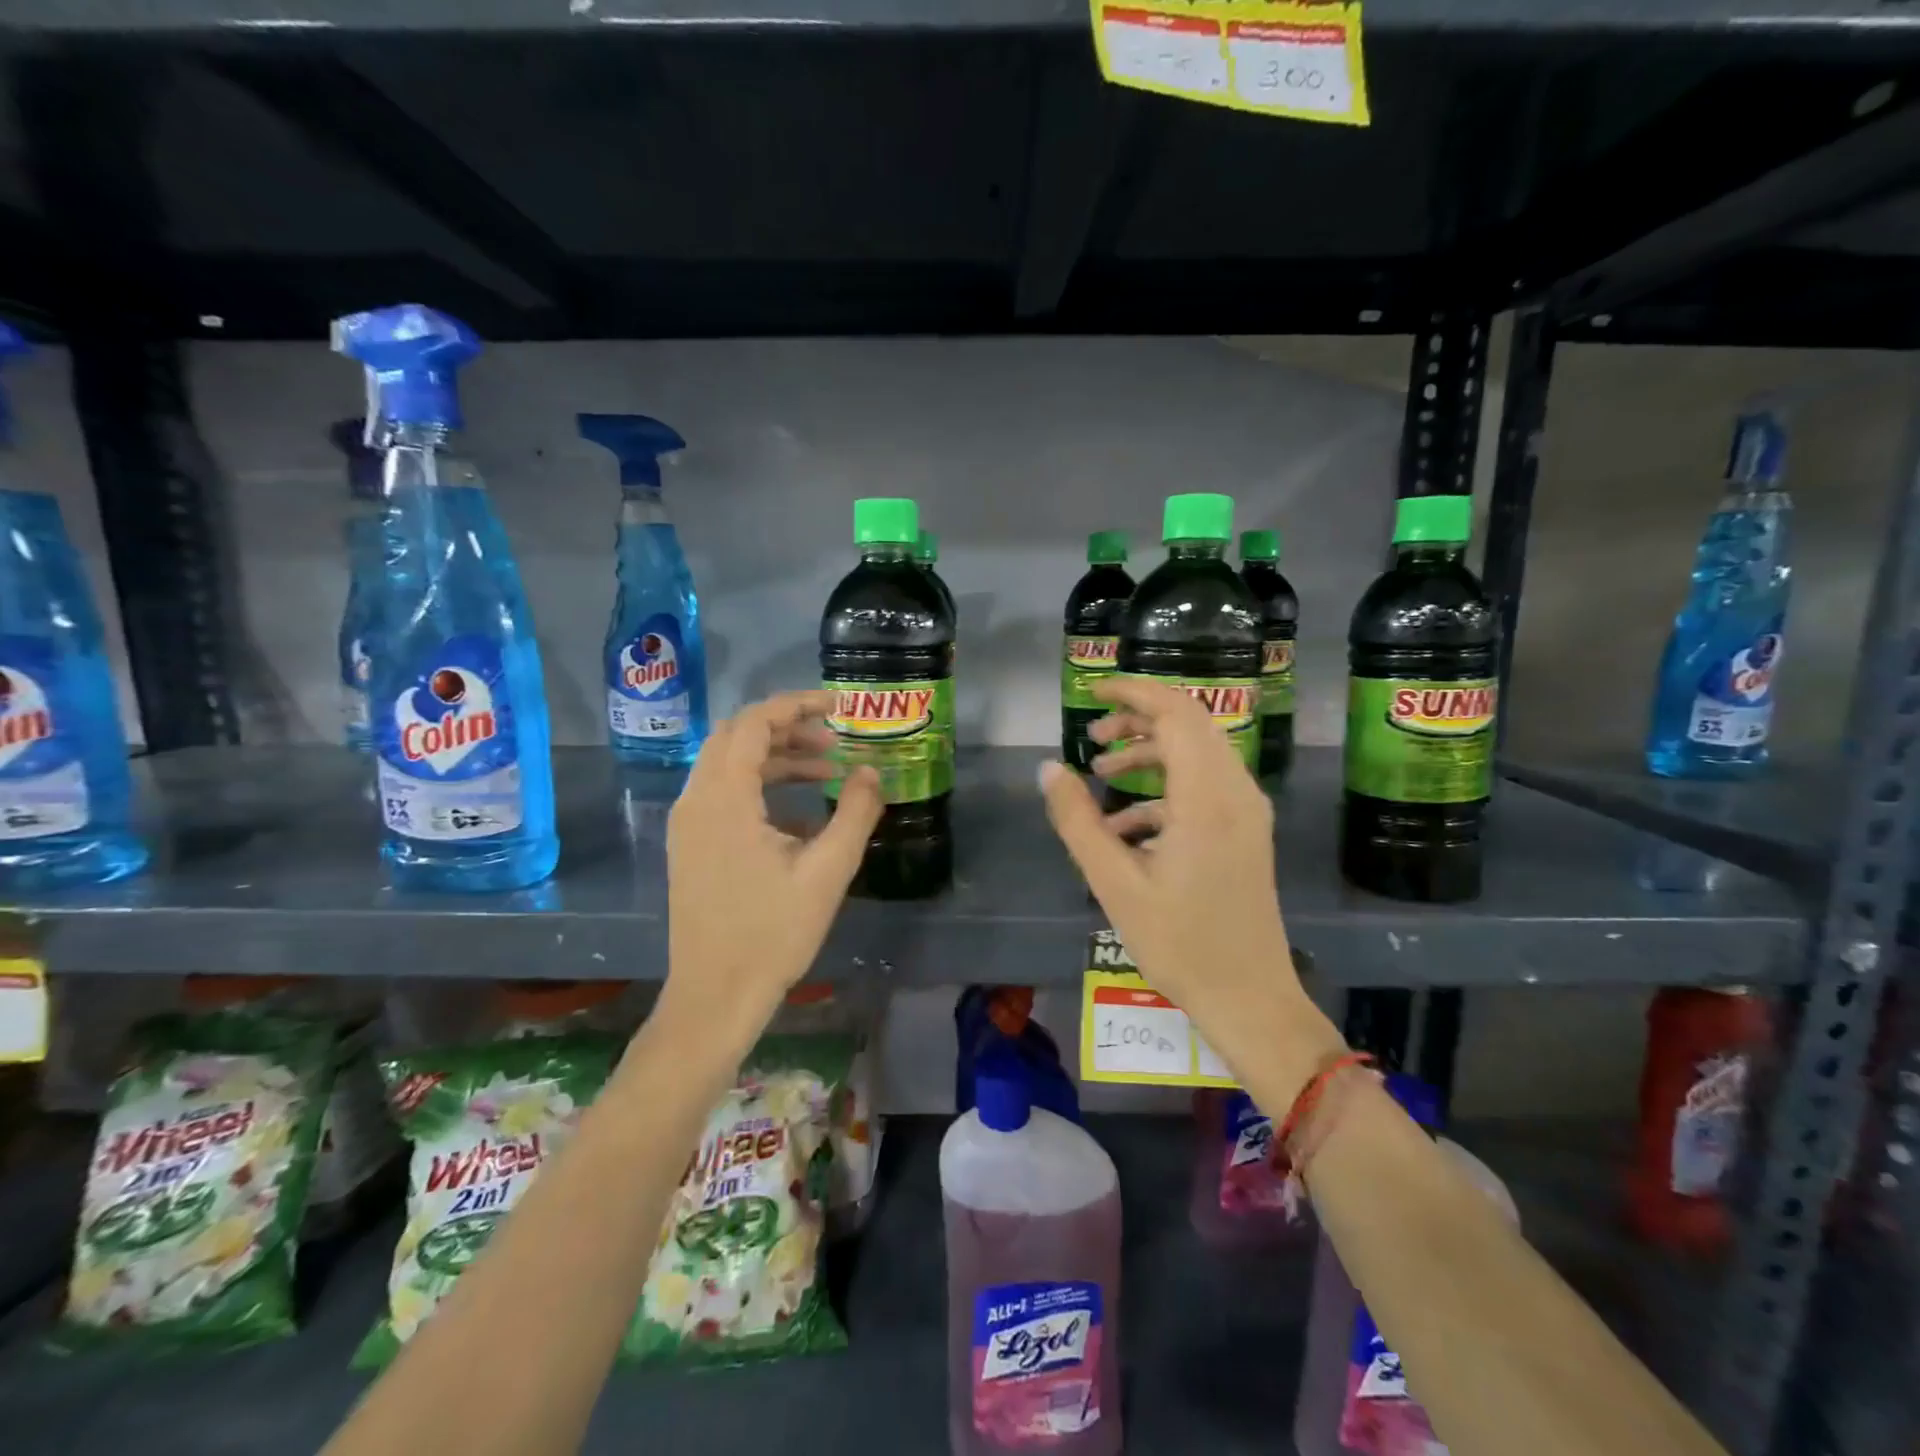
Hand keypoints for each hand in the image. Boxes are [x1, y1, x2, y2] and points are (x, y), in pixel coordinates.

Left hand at [663, 690, 881, 1047]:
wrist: (715, 996)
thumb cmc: (773, 934)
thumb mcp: (828, 871)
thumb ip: (855, 812)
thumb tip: (871, 771)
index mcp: (724, 799)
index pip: (754, 723)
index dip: (797, 705)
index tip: (839, 706)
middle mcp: (696, 801)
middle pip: (736, 736)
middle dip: (787, 728)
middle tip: (834, 736)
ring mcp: (688, 824)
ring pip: (729, 765)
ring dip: (776, 757)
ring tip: (827, 770)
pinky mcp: (691, 845)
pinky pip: (724, 794)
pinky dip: (761, 786)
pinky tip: (802, 815)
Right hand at [1039, 676, 1321, 1044]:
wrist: (1250, 998)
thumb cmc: (1179, 943)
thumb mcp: (1114, 882)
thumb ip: (1077, 820)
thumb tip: (1048, 768)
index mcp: (1207, 798)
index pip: (1176, 713)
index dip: (1134, 693)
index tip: (1092, 692)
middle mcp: (1236, 792)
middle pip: (1190, 724)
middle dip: (1138, 720)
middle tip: (1093, 738)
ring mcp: (1246, 812)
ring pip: (1198, 753)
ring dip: (1150, 753)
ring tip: (1101, 773)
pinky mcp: (1246, 832)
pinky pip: (1204, 787)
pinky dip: (1164, 788)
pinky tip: (1125, 826)